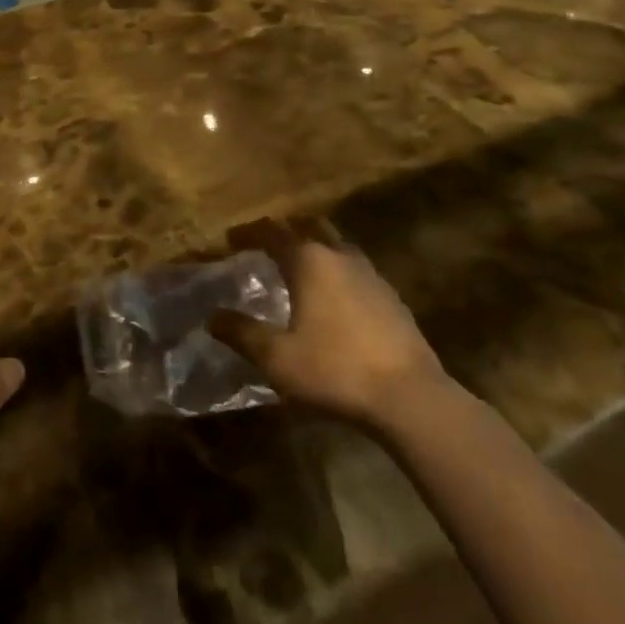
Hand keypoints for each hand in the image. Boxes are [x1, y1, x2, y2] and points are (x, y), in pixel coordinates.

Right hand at [210, 219, 446, 425]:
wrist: (411, 398)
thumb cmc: (336, 370)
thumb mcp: (278, 358)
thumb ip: (242, 334)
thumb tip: (212, 317)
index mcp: (308, 260)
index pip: (271, 232)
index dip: (248, 233)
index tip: (230, 239)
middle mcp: (338, 255)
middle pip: (309, 226)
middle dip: (285, 229)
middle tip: (267, 244)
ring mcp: (370, 273)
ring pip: (336, 244)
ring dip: (315, 246)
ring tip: (301, 267)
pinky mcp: (391, 296)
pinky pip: (356, 269)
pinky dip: (338, 270)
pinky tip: (335, 297)